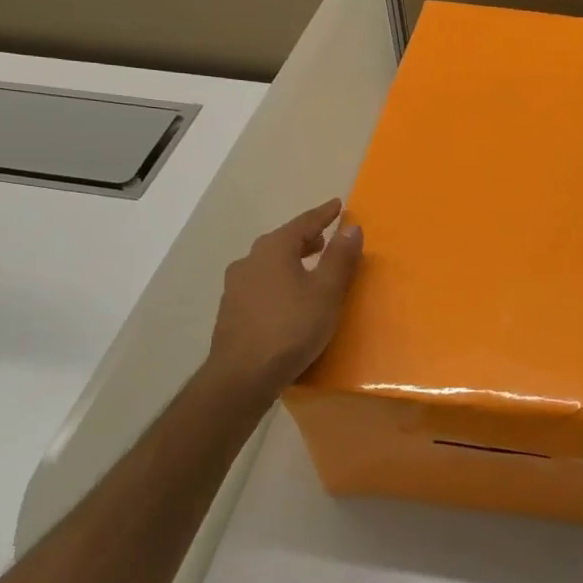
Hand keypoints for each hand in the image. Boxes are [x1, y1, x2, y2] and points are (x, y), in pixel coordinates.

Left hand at [206, 199, 363, 395]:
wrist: (241, 376)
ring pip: (269, 263)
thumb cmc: (291, 328)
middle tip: (325, 239)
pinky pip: (261, 284)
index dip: (324, 214)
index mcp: (273, 249)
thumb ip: (340, 257)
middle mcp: (250, 260)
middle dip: (306, 238)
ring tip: (309, 268)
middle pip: (282, 241)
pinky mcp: (231, 310)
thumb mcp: (326, 292)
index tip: (338, 205)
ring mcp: (235, 286)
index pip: (304, 223)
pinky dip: (278, 280)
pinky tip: (287, 298)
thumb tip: (351, 226)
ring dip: (290, 260)